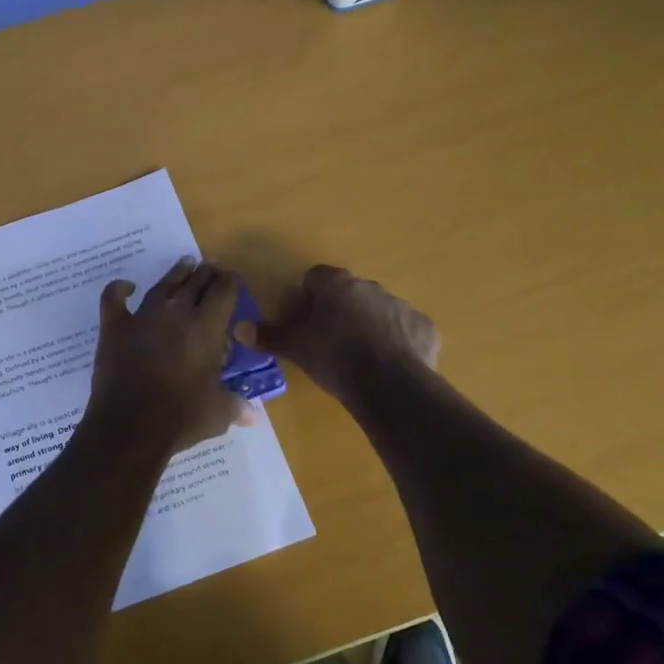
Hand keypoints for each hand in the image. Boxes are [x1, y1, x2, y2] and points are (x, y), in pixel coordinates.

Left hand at [86, 257, 250, 455]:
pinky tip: (127, 286)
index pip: (224, 291)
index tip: (233, 280)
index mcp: (206, 328)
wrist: (130, 426)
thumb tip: (253, 415)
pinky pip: (114, 299)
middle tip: (211, 268)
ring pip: (163, 285)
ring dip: (176, 273)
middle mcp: (176, 313)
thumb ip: (235, 405)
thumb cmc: (181, 418)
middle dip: (206, 273)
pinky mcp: (115, 327)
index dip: (231, 282)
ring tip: (185, 264)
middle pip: (195, 282)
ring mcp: (142, 316)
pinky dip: (119, 289)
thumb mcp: (218, 413)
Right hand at [240, 265, 438, 404]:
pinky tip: (387, 365)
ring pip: (377, 310)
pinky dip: (396, 342)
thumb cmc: (335, 359)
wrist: (391, 386)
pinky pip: (404, 330)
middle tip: (326, 342)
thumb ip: (269, 335)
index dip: (305, 298)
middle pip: (347, 293)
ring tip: (357, 357)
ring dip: (367, 325)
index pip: (315, 277)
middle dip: (337, 311)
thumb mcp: (296, 349)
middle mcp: (370, 287)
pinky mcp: (424, 328)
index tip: (301, 322)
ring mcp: (401, 306)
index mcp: (337, 285)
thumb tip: (239, 328)